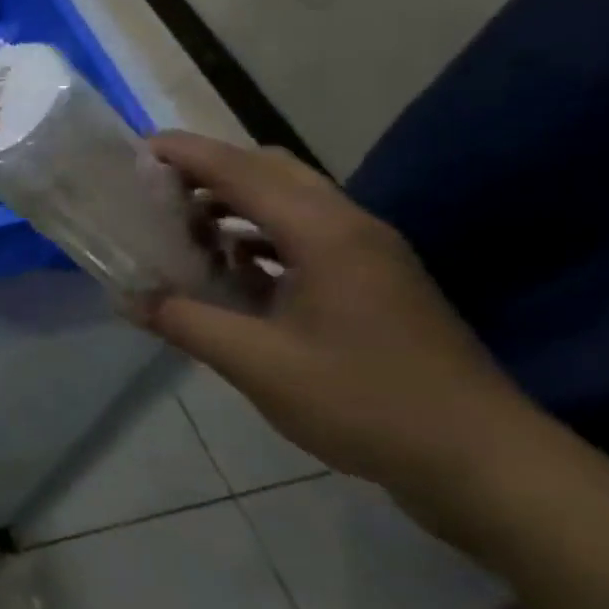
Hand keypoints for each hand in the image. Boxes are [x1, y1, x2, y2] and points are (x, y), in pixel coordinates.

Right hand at [138, 132, 528, 508]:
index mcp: (324, 234)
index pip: (241, 171)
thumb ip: (185, 322)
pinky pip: (303, 234)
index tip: (134, 149)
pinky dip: (257, 235)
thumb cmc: (365, 403)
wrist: (481, 459)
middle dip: (207, 171)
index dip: (185, 154)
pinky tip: (229, 270)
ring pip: (288, 201)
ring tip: (181, 231)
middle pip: (269, 170)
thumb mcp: (258, 365)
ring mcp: (367, 252)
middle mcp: (349, 227)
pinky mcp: (372, 279)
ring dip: (232, 204)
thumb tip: (127, 297)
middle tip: (152, 191)